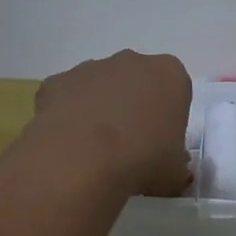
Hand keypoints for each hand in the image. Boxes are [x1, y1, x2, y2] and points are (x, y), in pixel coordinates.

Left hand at [34, 50, 192, 197]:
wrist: (84, 159)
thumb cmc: (143, 159)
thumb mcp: (175, 173)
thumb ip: (177, 166)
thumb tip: (173, 171)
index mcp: (169, 75)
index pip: (175, 90)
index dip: (168, 117)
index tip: (161, 142)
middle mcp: (131, 61)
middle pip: (137, 81)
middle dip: (134, 105)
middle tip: (130, 144)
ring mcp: (91, 67)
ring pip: (100, 86)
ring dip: (100, 109)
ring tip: (96, 149)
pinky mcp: (57, 81)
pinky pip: (67, 97)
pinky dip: (68, 115)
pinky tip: (69, 144)